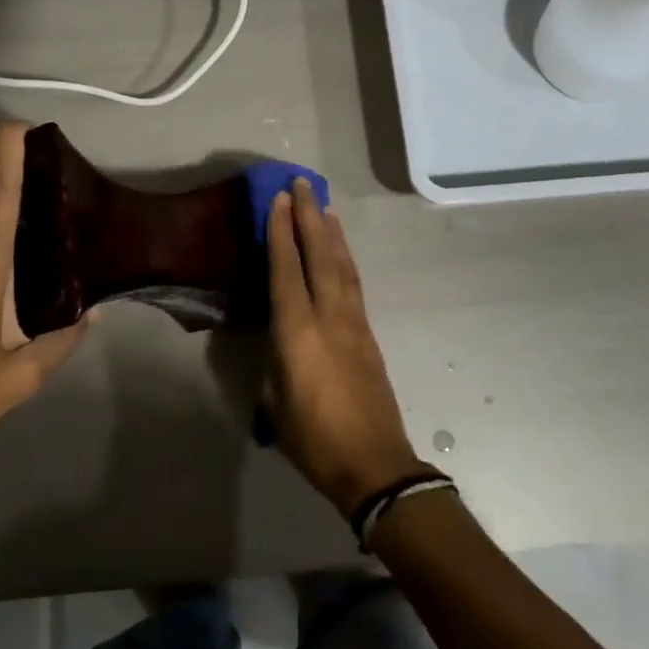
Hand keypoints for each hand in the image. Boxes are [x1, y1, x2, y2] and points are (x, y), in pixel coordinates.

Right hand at [265, 178, 427, 515]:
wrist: (375, 465)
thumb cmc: (314, 439)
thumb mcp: (275, 401)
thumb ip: (273, 358)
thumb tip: (275, 334)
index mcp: (298, 331)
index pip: (286, 269)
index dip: (280, 231)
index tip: (278, 199)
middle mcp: (328, 316)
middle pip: (319, 254)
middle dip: (308, 216)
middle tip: (301, 183)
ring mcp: (353, 322)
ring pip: (341, 264)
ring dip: (331, 231)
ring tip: (323, 204)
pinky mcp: (368, 334)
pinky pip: (353, 282)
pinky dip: (344, 257)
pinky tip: (340, 250)